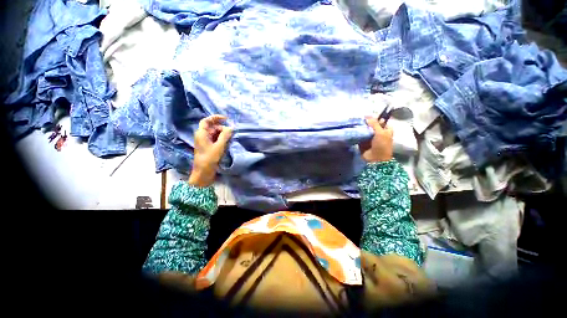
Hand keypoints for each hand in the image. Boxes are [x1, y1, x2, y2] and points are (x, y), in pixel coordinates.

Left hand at [189, 115, 232, 186]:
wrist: (203, 173)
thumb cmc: (209, 159)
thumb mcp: (219, 146)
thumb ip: (225, 136)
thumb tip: (231, 127)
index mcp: (201, 134)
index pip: (206, 121)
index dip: (215, 118)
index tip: (226, 119)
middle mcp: (202, 136)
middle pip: (212, 127)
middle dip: (222, 128)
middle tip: (231, 133)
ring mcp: (205, 142)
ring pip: (215, 134)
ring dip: (223, 134)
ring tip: (230, 138)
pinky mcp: (209, 147)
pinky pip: (215, 139)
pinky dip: (221, 139)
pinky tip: (227, 142)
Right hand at [359, 116, 392, 162]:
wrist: (375, 159)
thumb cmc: (382, 145)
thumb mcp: (381, 132)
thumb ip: (374, 124)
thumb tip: (367, 116)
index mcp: (385, 130)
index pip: (380, 121)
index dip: (374, 118)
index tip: (367, 116)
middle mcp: (378, 133)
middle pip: (371, 125)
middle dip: (366, 123)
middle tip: (359, 120)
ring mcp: (370, 138)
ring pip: (365, 130)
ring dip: (360, 128)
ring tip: (355, 124)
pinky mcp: (362, 142)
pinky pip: (359, 136)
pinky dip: (357, 134)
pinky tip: (353, 130)